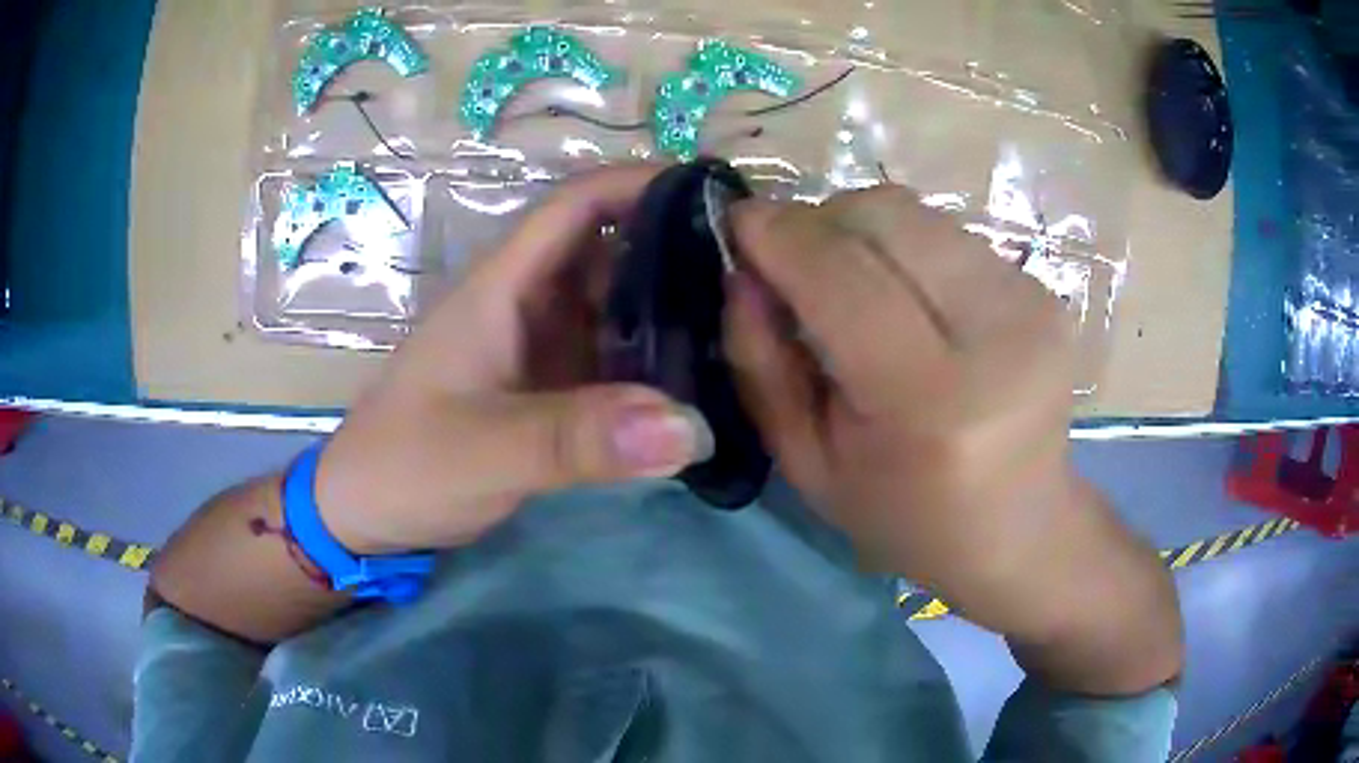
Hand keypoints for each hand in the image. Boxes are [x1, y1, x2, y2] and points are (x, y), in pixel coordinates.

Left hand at [314, 165, 711, 553]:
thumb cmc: (405, 466)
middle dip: (677, 250)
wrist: (365, 514)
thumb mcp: (484, 451)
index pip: (577, 204)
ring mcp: (539, 349)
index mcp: (502, 287)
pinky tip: (700, 385)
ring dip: (671, 311)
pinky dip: (653, 365)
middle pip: (610, 252)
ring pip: (616, 307)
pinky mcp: (548, 390)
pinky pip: (612, 360)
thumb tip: (691, 427)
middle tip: (754, 278)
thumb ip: (577, 440)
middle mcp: (526, 304)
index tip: (716, 196)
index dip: (642, 183)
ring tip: (745, 328)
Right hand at [726, 186, 1180, 693]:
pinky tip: (903, 296)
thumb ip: (762, 366)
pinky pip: (946, 231)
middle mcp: (998, 334)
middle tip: (791, 262)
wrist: (1020, 528)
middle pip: (884, 217)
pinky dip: (902, 246)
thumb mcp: (808, 466)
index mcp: (933, 402)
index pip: (843, 277)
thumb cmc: (905, 516)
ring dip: (859, 230)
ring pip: (915, 212)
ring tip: (848, 283)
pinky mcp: (1044, 289)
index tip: (736, 220)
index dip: (780, 236)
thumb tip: (744, 269)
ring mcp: (1032, 302)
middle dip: (818, 221)